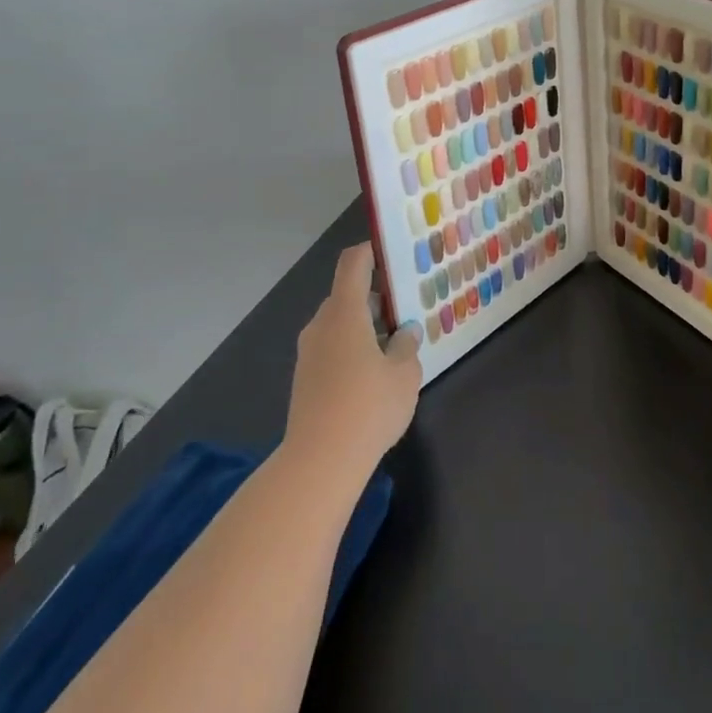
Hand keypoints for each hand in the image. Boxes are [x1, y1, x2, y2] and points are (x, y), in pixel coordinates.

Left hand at [284, 243, 423, 482]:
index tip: (391, 253)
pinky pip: (331, 347)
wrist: (320, 461)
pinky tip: (374, 372)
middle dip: (375, 297)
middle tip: (405, 308)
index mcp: (345, 313)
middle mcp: (321, 325)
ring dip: (364, 325)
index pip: (353, 264)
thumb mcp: (404, 374)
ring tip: (395, 343)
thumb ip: (407, 346)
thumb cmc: (369, 407)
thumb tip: (404, 332)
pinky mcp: (305, 378)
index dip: (370, 252)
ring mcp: (308, 352)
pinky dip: (352, 347)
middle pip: (346, 295)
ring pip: (339, 324)